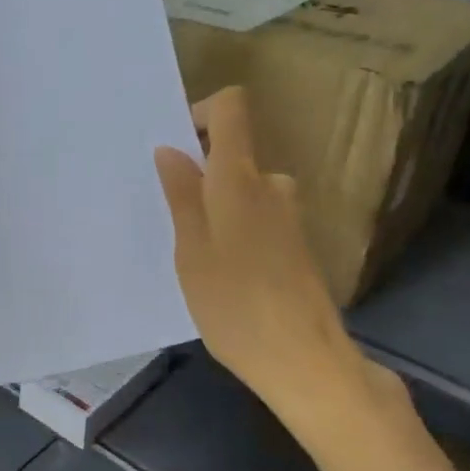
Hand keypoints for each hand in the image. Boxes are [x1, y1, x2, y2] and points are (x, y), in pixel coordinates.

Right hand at [154, 88, 376, 413]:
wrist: (304, 360)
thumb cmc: (235, 304)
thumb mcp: (192, 251)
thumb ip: (182, 195)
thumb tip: (171, 148)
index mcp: (241, 179)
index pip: (232, 109)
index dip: (202, 112)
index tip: (174, 146)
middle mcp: (270, 186)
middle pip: (233, 153)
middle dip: (197, 173)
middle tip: (165, 211)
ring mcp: (287, 217)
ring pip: (241, 191)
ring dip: (213, 206)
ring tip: (185, 250)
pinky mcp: (294, 246)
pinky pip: (255, 217)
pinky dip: (232, 229)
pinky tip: (217, 272)